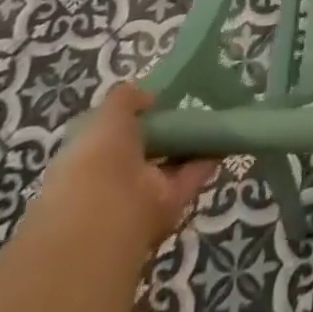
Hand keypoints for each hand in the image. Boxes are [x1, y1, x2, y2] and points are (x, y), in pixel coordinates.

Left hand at [29, 83, 217, 258]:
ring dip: (188, 146)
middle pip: (145, 150)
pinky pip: (189, 178)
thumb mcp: (108, 114)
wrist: (108, 213)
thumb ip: (128, 99)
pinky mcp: (167, 206)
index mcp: (89, 155)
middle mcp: (112, 177)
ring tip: (214, 119)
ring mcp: (140, 194)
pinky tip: (223, 141)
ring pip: (169, 165)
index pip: (113, 133)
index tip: (159, 100)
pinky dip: (206, 161)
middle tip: (190, 107)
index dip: (135, 116)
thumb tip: (150, 97)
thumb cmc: (98, 157)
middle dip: (165, 132)